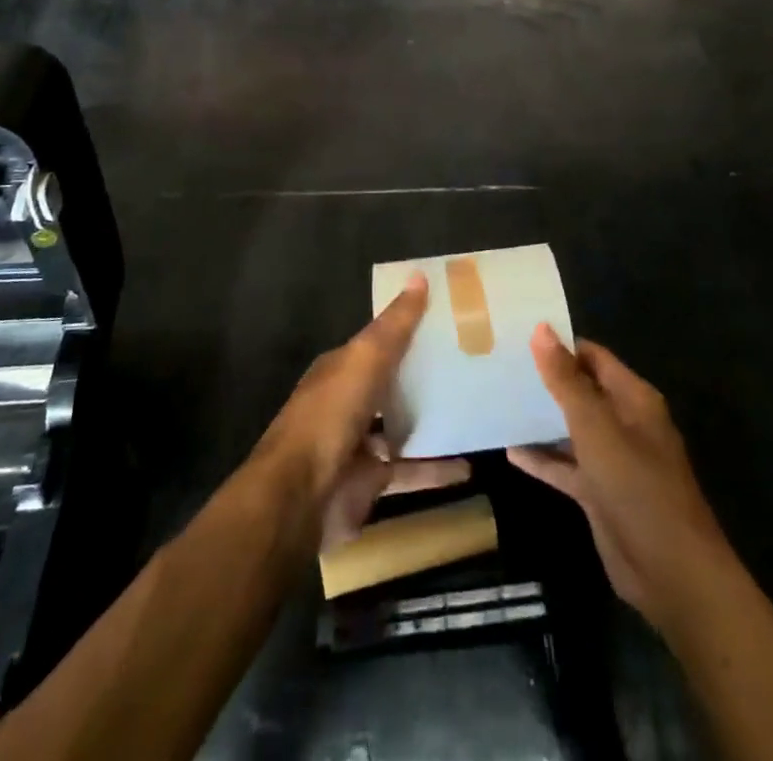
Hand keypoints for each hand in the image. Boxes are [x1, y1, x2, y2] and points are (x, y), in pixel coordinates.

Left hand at [252, 274, 469, 549]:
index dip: (409, 329)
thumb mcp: (365, 360)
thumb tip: (419, 276)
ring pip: (402, 428)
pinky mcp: (371, 482)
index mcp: (341, 368)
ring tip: (474, 411)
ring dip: (432, 422)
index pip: (379, 342)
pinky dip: (436, 470)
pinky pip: (410, 471)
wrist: (298, 497)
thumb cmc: (330, 416)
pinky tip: (469, 467)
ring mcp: (358, 444)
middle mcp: (348, 402)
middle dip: (424, 376)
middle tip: (471, 365)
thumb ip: (394, 325)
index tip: (448, 320)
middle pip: (391, 384)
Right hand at [509, 327, 733, 632]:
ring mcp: (611, 459)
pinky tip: (509, 450)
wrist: (671, 573)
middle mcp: (623, 422)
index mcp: (633, 398)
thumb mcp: (596, 427)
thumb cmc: (637, 486)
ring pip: (571, 428)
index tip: (517, 335)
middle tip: (500, 363)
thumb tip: (541, 329)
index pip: (592, 356)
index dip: (559, 345)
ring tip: (499, 400)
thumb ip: (566, 380)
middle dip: (545, 379)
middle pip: (580, 390)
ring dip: (541, 418)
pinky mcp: (599, 493)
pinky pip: (565, 466)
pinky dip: (542, 459)